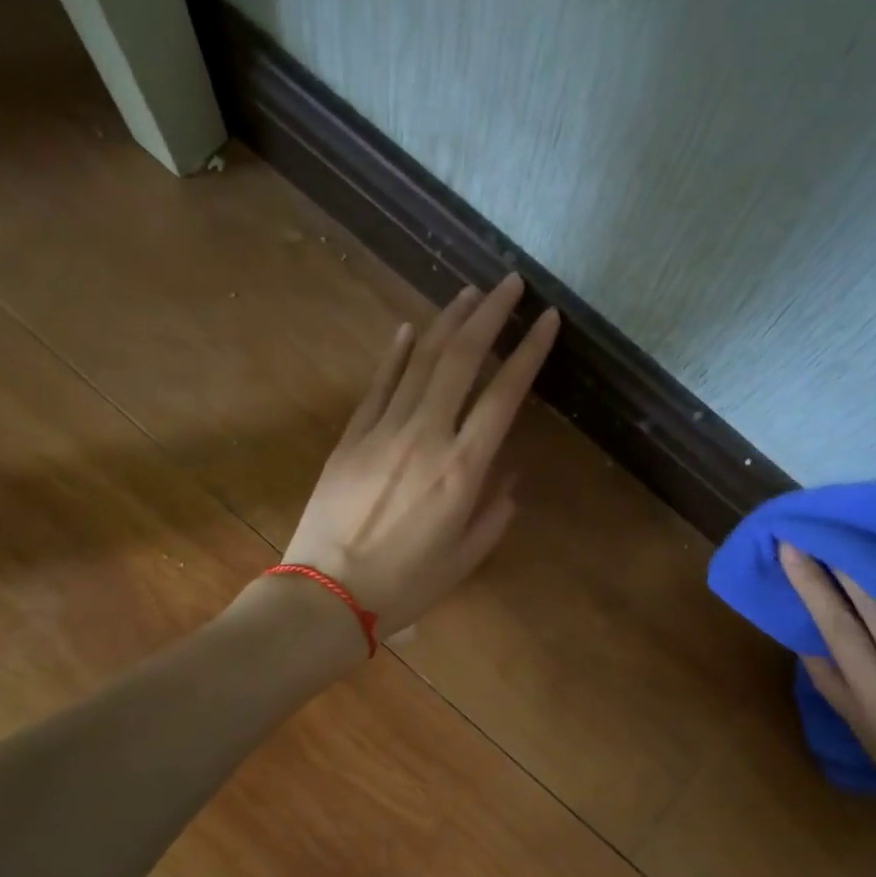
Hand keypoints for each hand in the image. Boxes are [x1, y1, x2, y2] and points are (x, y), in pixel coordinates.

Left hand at [282, 274, 559, 634]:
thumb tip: (509, 476)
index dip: (529, 351)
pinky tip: (410, 328)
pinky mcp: (351, 436)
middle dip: (490, 314)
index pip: (505, 394)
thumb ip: (494, 513)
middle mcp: (426, 435)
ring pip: (420, 360)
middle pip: (461, 359)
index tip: (548, 319)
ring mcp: (383, 430)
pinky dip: (396, 353)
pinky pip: (379, 384)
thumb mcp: (464, 557)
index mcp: (463, 469)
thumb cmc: (405, 584)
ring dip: (448, 322)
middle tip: (510, 283)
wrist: (328, 593)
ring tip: (470, 293)